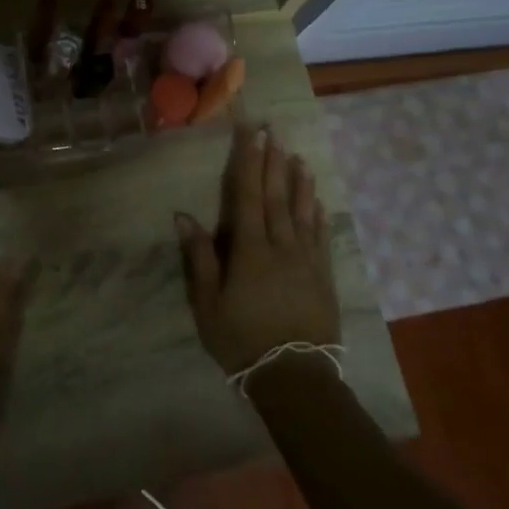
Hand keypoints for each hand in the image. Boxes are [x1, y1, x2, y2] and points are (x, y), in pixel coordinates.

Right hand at [175, 125, 340, 376]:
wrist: (295, 377)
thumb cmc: (241, 339)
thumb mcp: (208, 303)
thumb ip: (199, 257)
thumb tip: (184, 216)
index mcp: (250, 249)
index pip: (247, 196)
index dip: (248, 162)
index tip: (251, 134)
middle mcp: (281, 246)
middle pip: (276, 196)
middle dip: (272, 162)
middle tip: (273, 132)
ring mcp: (306, 260)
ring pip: (302, 211)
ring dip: (299, 182)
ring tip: (297, 156)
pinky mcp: (324, 276)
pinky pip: (320, 236)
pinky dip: (318, 213)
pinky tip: (318, 199)